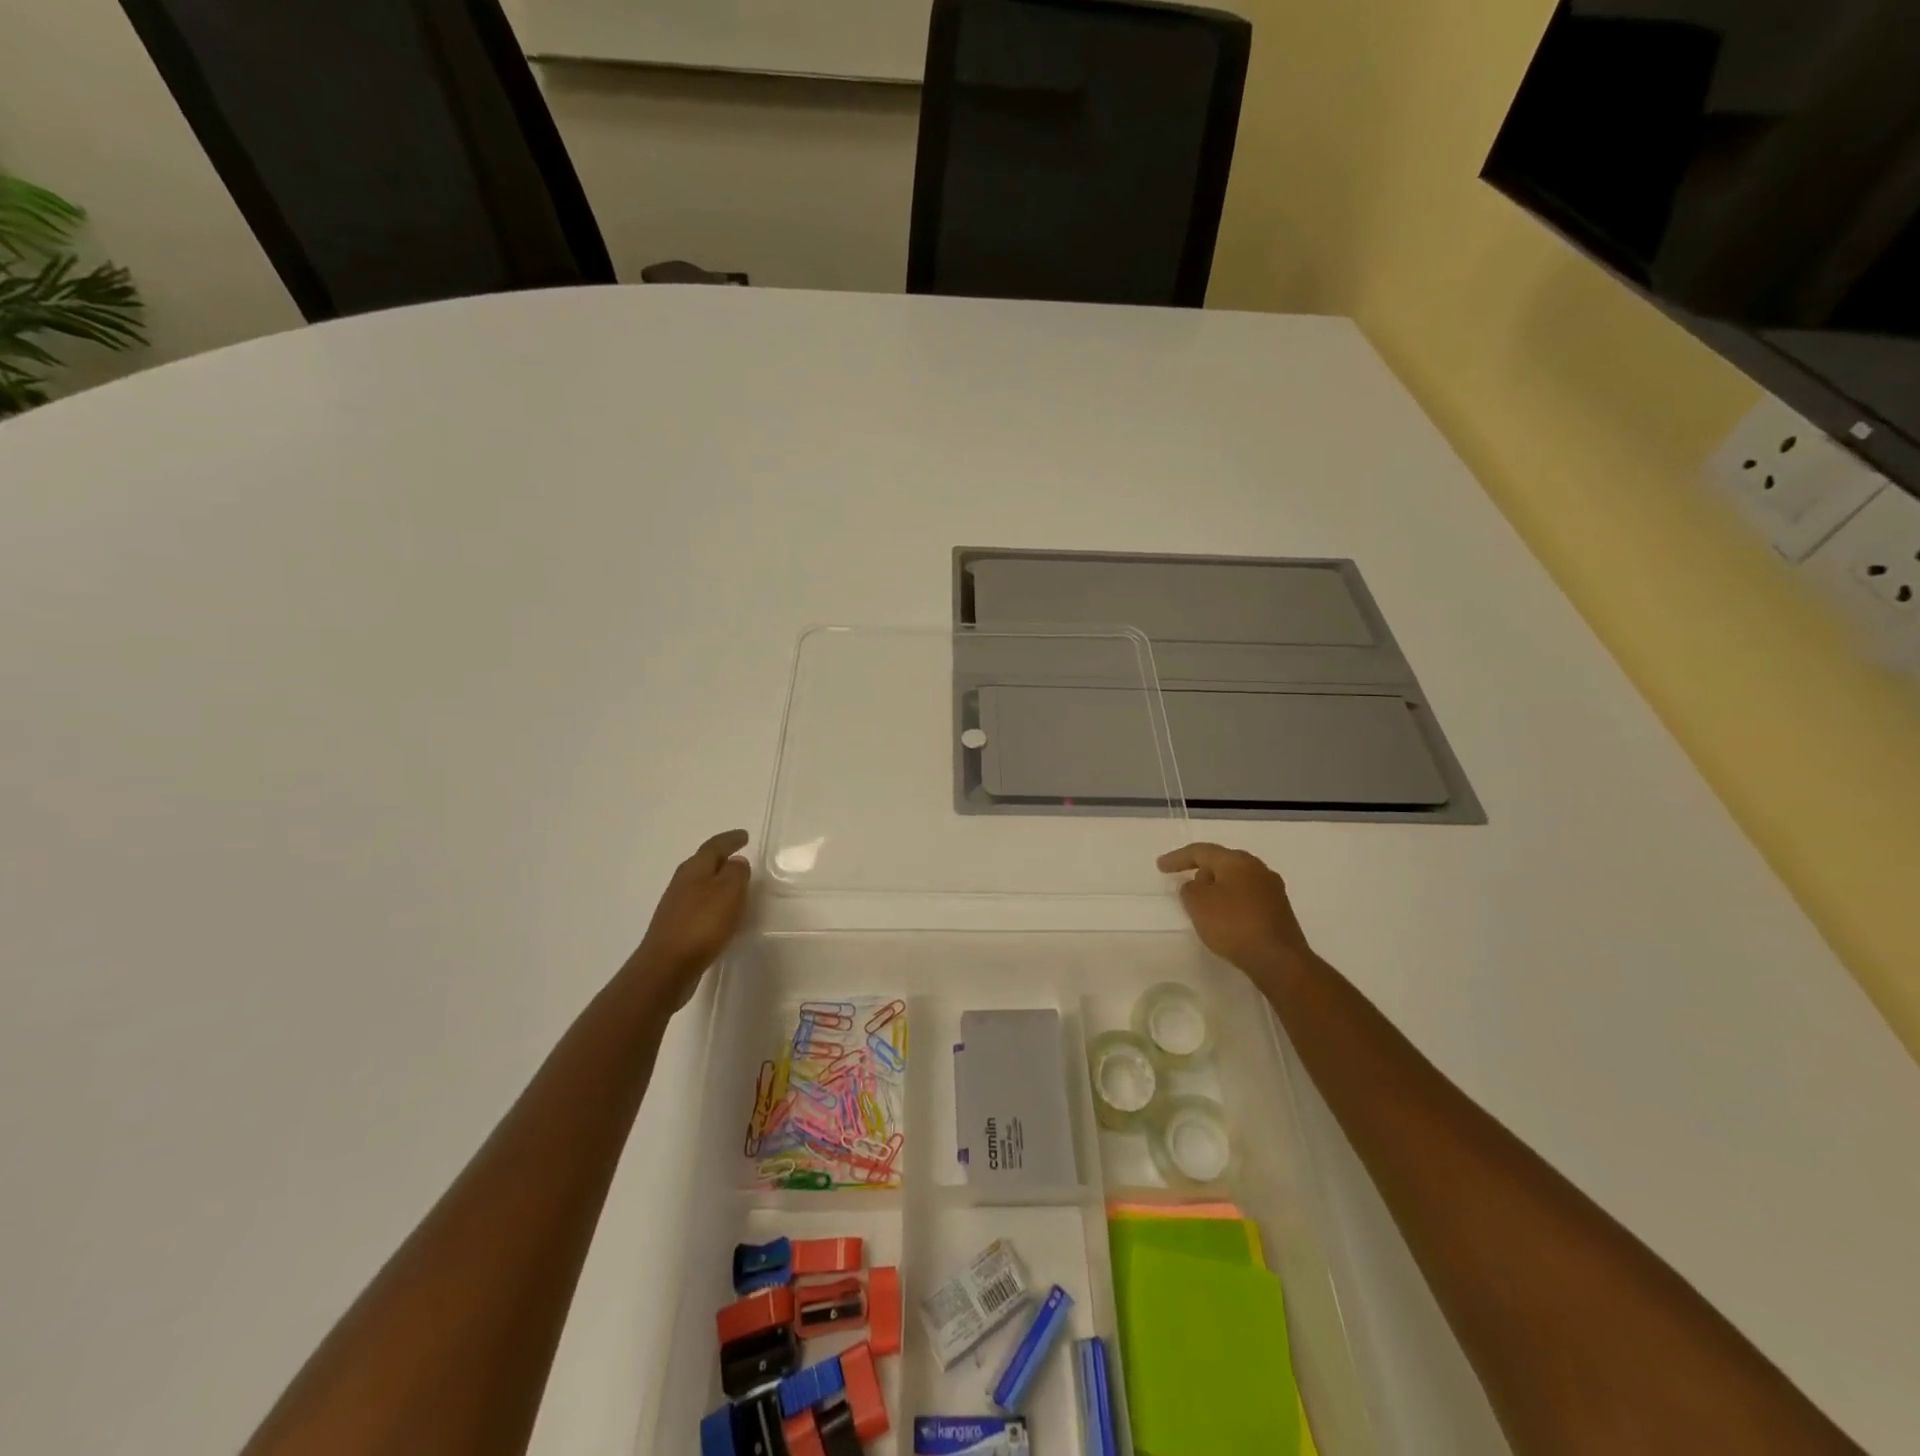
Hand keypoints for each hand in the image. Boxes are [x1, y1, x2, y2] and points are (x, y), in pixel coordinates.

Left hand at [627, 830, 752, 1009]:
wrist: (667, 968)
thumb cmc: (702, 924)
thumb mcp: (729, 892)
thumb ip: (736, 873)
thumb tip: (736, 861)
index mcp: (694, 869)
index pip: (714, 846)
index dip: (730, 840)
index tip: (744, 836)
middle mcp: (681, 883)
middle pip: (703, 864)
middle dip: (721, 859)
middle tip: (739, 857)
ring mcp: (675, 907)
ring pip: (699, 885)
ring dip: (716, 882)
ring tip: (734, 886)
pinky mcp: (676, 928)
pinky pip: (699, 906)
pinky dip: (712, 903)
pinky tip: (721, 915)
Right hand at [1157, 842, 1317, 986]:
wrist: (1279, 959)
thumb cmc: (1233, 925)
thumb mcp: (1198, 904)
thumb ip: (1189, 889)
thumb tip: (1196, 884)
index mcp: (1237, 861)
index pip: (1201, 851)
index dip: (1178, 858)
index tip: (1160, 867)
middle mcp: (1257, 868)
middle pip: (1222, 863)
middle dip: (1201, 871)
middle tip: (1184, 884)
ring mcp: (1272, 889)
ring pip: (1236, 881)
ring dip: (1218, 888)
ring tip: (1203, 904)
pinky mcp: (1279, 911)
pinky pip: (1247, 898)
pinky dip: (1231, 903)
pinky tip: (1225, 918)